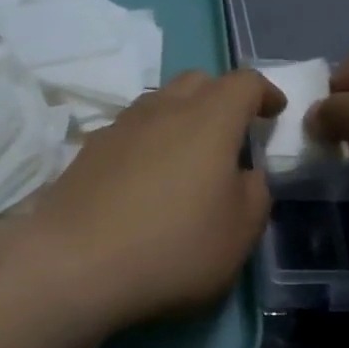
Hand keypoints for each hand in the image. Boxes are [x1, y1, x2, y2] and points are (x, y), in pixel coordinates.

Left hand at [20, 70, 284, 329]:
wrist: (74, 266)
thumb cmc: (173, 249)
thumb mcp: (239, 234)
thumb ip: (255, 195)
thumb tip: (245, 175)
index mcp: (209, 120)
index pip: (244, 82)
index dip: (265, 92)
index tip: (274, 112)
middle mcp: (163, 110)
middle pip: (197, 81)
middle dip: (221, 97)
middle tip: (232, 132)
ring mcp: (120, 127)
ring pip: (159, 101)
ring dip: (181, 116)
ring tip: (188, 155)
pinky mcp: (88, 151)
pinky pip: (129, 130)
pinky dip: (148, 140)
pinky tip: (146, 178)